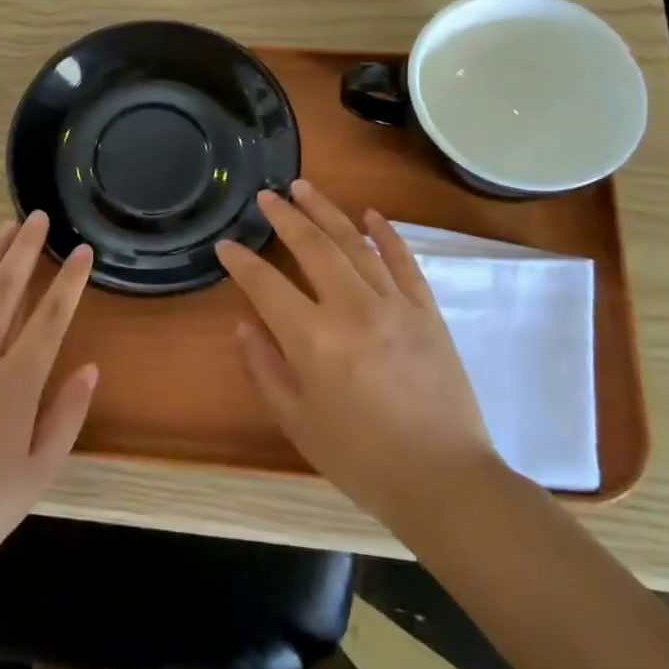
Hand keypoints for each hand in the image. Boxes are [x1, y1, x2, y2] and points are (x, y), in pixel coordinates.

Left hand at [0, 213, 98, 589]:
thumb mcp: (38, 473)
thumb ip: (66, 415)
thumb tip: (89, 367)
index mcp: (16, 383)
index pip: (51, 319)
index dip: (70, 282)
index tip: (82, 251)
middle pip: (6, 292)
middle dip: (24, 251)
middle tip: (36, 218)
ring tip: (1, 228)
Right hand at [216, 180, 500, 532]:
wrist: (443, 479)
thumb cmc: (360, 458)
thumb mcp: (297, 421)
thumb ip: (265, 368)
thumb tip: (246, 325)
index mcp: (313, 338)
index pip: (266, 284)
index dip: (241, 262)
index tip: (226, 244)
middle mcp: (352, 308)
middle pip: (312, 247)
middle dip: (285, 217)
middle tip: (267, 195)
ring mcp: (395, 304)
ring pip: (355, 243)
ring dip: (327, 212)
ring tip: (304, 188)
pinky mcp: (427, 311)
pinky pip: (404, 261)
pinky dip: (387, 234)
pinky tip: (371, 214)